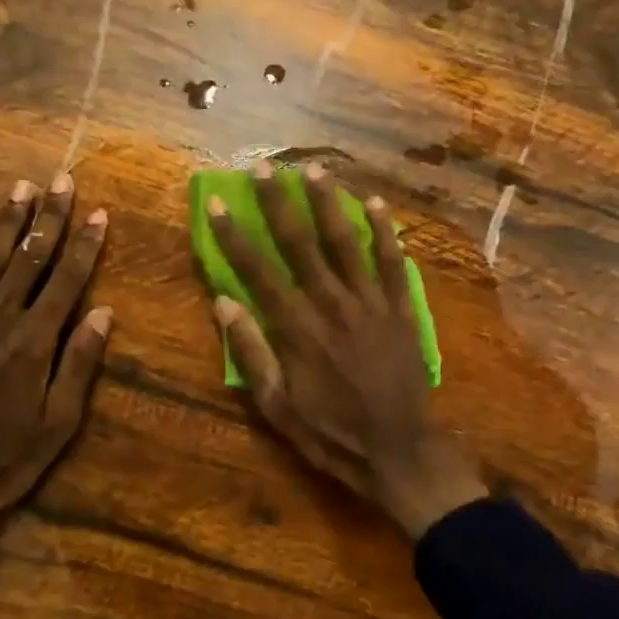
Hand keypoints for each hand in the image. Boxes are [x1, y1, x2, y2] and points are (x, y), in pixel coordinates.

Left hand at [0, 174, 110, 549]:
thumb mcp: (57, 425)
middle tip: (61, 180)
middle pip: (26, 261)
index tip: (99, 212)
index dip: (84, 246)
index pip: (65, 282)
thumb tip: (102, 311)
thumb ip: (78, 364)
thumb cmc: (5, 463)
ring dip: (5, 223)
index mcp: (31, 346)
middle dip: (48, 219)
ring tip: (20, 187)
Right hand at [206, 162, 485, 539]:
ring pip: (347, 242)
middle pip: (301, 244)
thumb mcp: (277, 407)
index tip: (217, 203)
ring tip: (313, 169)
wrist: (398, 451)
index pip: (258, 271)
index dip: (234, 236)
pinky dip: (385, 232)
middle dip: (279, 203)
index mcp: (297, 330)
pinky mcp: (402, 310)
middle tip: (264, 167)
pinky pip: (393, 262)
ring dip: (328, 203)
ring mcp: (372, 304)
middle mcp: (333, 305)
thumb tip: (223, 303)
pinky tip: (375, 203)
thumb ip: (251, 353)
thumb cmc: (330, 434)